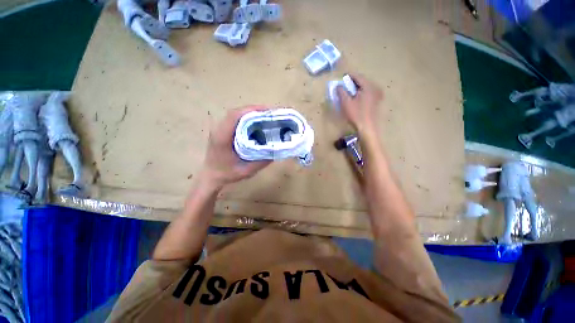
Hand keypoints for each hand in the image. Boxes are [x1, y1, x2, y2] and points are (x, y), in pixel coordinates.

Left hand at [200, 106, 270, 190]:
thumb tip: (276, 150)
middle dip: (254, 110)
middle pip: (236, 112)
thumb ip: (261, 162)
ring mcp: (220, 129)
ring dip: (251, 113)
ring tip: (266, 116)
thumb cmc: (227, 174)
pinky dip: (248, 118)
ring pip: (236, 114)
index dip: (251, 110)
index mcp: (222, 138)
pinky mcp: (223, 130)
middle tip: (271, 113)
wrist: (210, 176)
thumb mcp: (246, 171)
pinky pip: (236, 120)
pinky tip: (257, 123)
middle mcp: (219, 129)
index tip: (267, 111)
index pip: (235, 116)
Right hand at [337, 74, 382, 135]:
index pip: (358, 76)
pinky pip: (369, 93)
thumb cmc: (356, 115)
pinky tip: (357, 98)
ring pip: (366, 87)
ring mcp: (378, 95)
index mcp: (369, 86)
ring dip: (358, 88)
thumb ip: (341, 92)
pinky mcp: (378, 101)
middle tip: (345, 84)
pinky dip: (362, 93)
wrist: (367, 128)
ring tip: (350, 91)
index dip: (349, 76)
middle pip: (363, 81)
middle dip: (353, 82)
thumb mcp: (346, 103)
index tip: (342, 76)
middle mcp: (376, 88)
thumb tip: (338, 86)